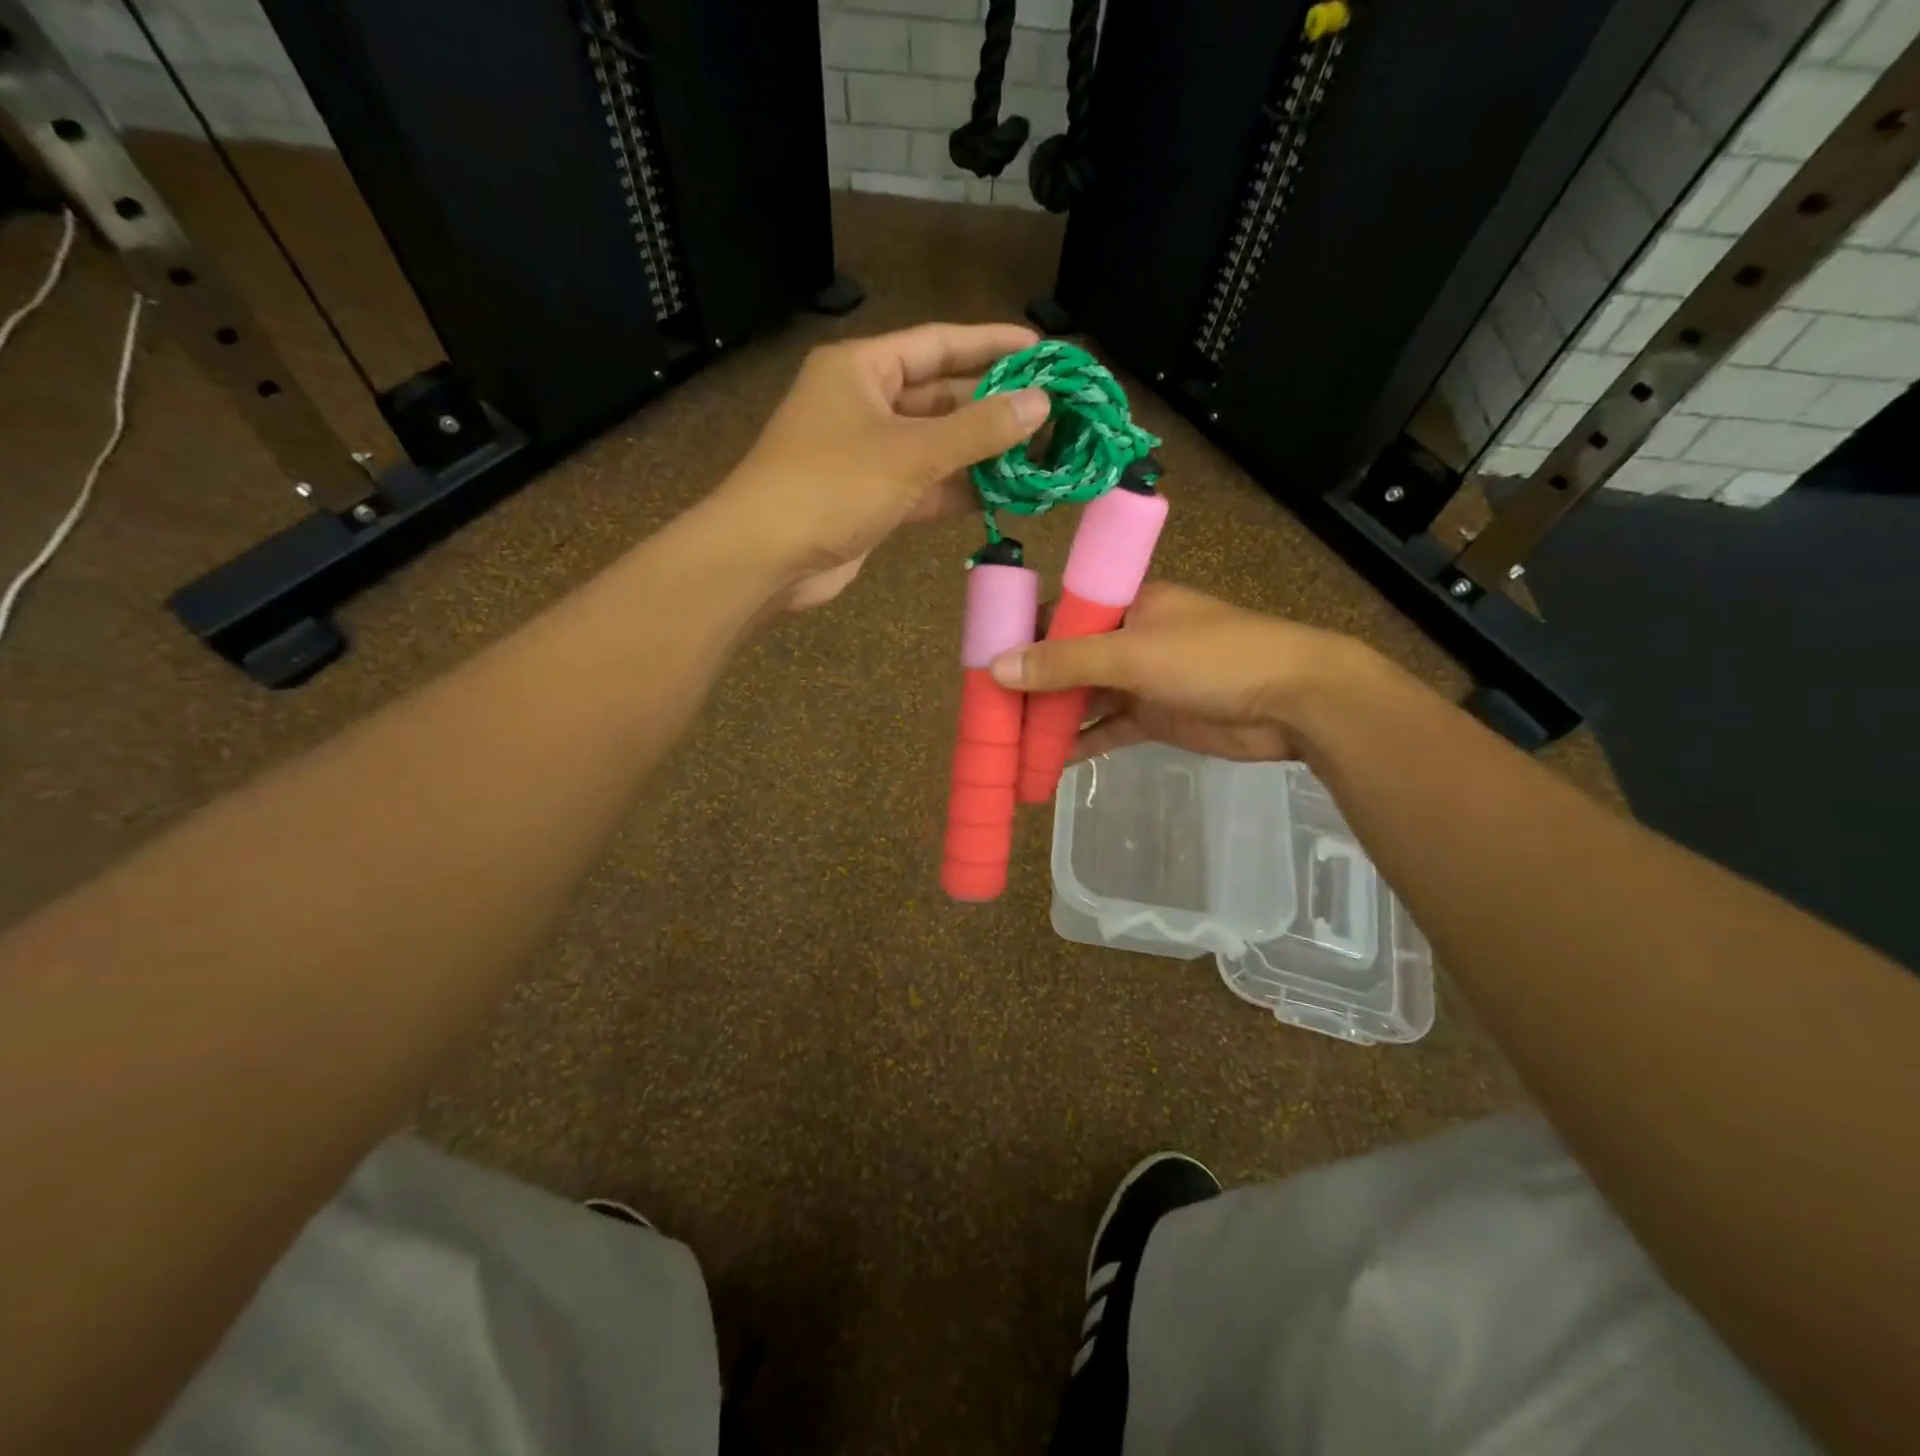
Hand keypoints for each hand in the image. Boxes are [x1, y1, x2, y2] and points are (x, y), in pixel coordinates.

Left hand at [712, 322, 1048, 609]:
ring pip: (936, 445)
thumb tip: (1042, 404)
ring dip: (981, 452)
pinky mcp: (872, 499)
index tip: (1041, 350)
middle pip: (940, 396)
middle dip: (993, 405)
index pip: (937, 344)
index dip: (990, 344)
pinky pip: (925, 485)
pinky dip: (959, 489)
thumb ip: (978, 429)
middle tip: (1052, 411)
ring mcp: (867, 455)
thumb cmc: (831, 486)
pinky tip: (1004, 494)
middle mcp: (864, 404)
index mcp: (862, 369)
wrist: (766, 558)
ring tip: (1040, 454)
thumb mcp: (910, 452)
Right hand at [988, 583, 1368, 762]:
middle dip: (1031, 686)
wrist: (1294, 702)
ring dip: (1050, 720)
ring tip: (1007, 744)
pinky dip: (1080, 744)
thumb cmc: (1213, 658)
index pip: (1060, 615)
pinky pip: (1106, 729)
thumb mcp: (1133, 654)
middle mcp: (1129, 638)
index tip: (983, 664)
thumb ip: (1065, 663)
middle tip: (987, 713)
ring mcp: (1142, 680)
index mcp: (1127, 604)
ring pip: (1084, 699)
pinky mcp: (1155, 717)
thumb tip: (997, 668)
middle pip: (1067, 661)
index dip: (1022, 637)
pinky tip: (1046, 765)